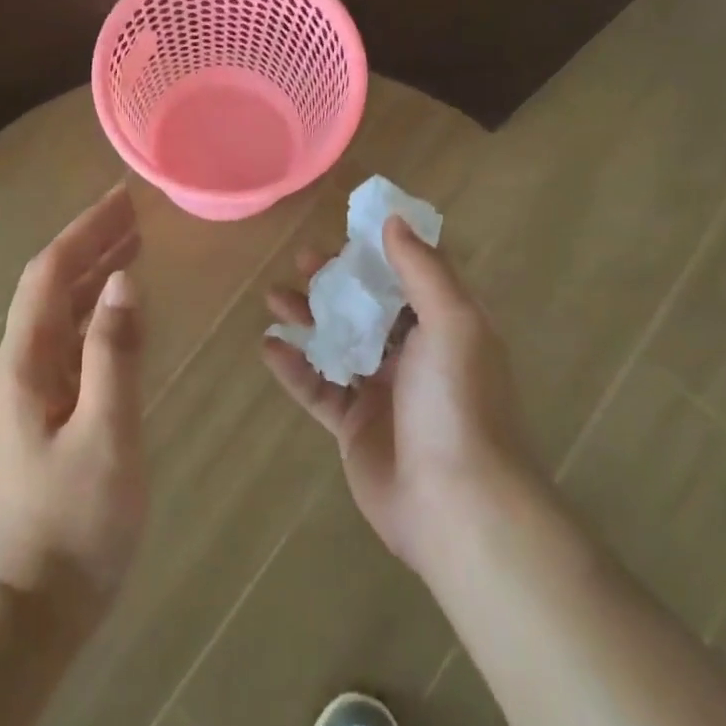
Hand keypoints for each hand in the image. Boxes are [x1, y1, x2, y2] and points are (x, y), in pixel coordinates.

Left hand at [0, 185, 145, 638]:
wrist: (32, 607)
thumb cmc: (75, 522)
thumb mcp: (106, 433)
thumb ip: (115, 354)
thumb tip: (125, 280)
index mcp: (27, 362)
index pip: (51, 273)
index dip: (85, 231)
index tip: (122, 199)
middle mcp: (22, 365)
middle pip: (52, 285)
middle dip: (91, 243)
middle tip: (135, 213)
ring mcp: (31, 391)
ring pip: (61, 313)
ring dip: (94, 274)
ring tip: (133, 247)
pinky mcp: (47, 414)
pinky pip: (72, 342)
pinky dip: (97, 313)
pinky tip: (121, 313)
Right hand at [262, 217, 527, 579]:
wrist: (456, 505)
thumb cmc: (457, 402)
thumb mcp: (452, 323)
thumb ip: (422, 270)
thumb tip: (394, 220)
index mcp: (445, 328)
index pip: (410, 278)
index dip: (380, 254)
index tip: (346, 232)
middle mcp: (416, 356)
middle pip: (368, 308)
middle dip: (336, 283)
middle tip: (302, 262)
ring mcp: (383, 392)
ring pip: (338, 343)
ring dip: (308, 318)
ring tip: (273, 297)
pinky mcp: (355, 427)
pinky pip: (318, 388)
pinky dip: (294, 368)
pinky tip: (269, 348)